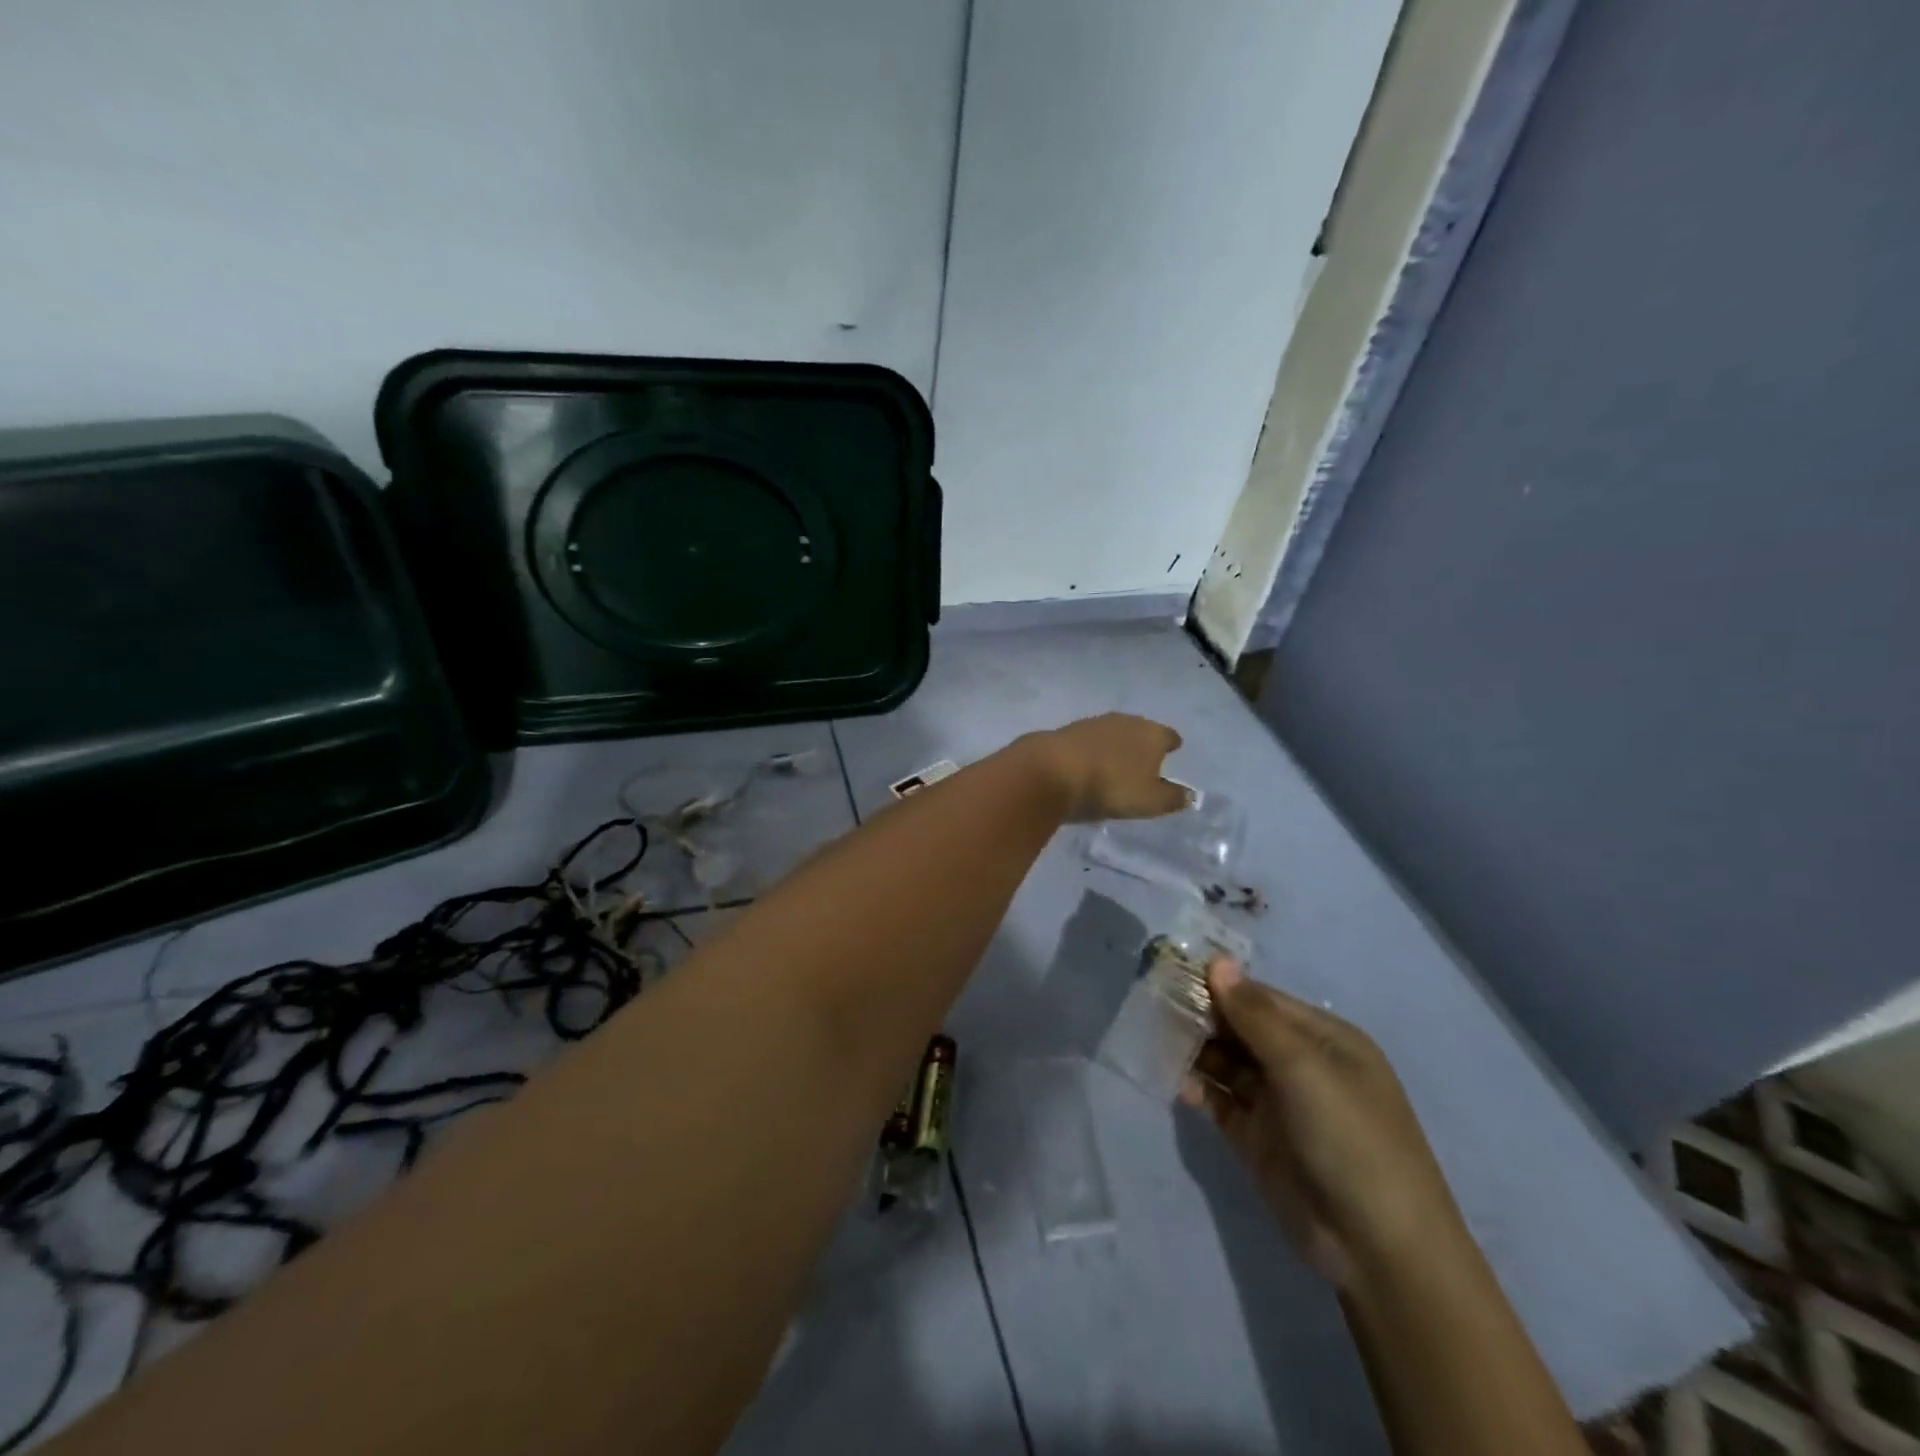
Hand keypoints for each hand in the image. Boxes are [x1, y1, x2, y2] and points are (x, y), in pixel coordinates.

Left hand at [1026, 714, 1188, 822]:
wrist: (1052, 770)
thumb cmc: (1111, 786)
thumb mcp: (1149, 801)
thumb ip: (1173, 798)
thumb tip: (1189, 795)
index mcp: (1151, 733)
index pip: (1168, 735)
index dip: (1171, 744)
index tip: (1173, 750)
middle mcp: (1125, 721)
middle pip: (1140, 730)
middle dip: (1142, 743)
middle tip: (1144, 759)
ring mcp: (1094, 723)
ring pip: (1113, 732)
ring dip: (1115, 745)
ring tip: (1115, 763)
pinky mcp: (1067, 731)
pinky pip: (1088, 741)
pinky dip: (1092, 750)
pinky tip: (1088, 763)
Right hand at [1185, 959, 1465, 1287]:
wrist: (1380, 1249)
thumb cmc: (1350, 1138)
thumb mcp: (1304, 1067)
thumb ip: (1254, 1015)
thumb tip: (1218, 961)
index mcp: (1324, 1040)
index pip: (1261, 999)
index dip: (1220, 986)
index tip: (1172, 973)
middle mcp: (1301, 1065)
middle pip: (1241, 1029)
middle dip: (1202, 1017)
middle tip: (1155, 1007)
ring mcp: (1279, 1104)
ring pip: (1227, 1063)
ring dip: (1196, 1051)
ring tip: (1158, 1041)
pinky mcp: (1258, 1140)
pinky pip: (1221, 1101)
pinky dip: (1199, 1089)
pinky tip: (1178, 1083)